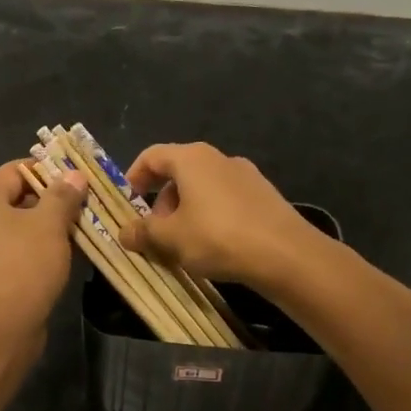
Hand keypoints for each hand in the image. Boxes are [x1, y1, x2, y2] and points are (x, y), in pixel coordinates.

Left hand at [0, 160, 88, 338]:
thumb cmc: (21, 265)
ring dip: (44, 231)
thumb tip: (74, 175)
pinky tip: (59, 261)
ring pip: (13, 230)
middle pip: (14, 199)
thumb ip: (63, 195)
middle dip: (50, 203)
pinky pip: (9, 255)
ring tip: (78, 234)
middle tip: (84, 208)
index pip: (16, 170)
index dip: (50, 173)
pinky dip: (32, 254)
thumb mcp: (49, 224)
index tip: (80, 181)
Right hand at [117, 142, 321, 289]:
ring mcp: (246, 175)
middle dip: (161, 201)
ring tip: (183, 243)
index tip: (128, 202)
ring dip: (185, 210)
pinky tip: (214, 245)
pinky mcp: (264, 196)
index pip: (152, 156)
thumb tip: (123, 232)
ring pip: (203, 187)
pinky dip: (210, 215)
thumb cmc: (218, 237)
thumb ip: (143, 232)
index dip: (134, 176)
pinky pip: (225, 199)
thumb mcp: (171, 238)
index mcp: (191, 159)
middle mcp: (218, 158)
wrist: (287, 255)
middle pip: (178, 172)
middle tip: (156, 232)